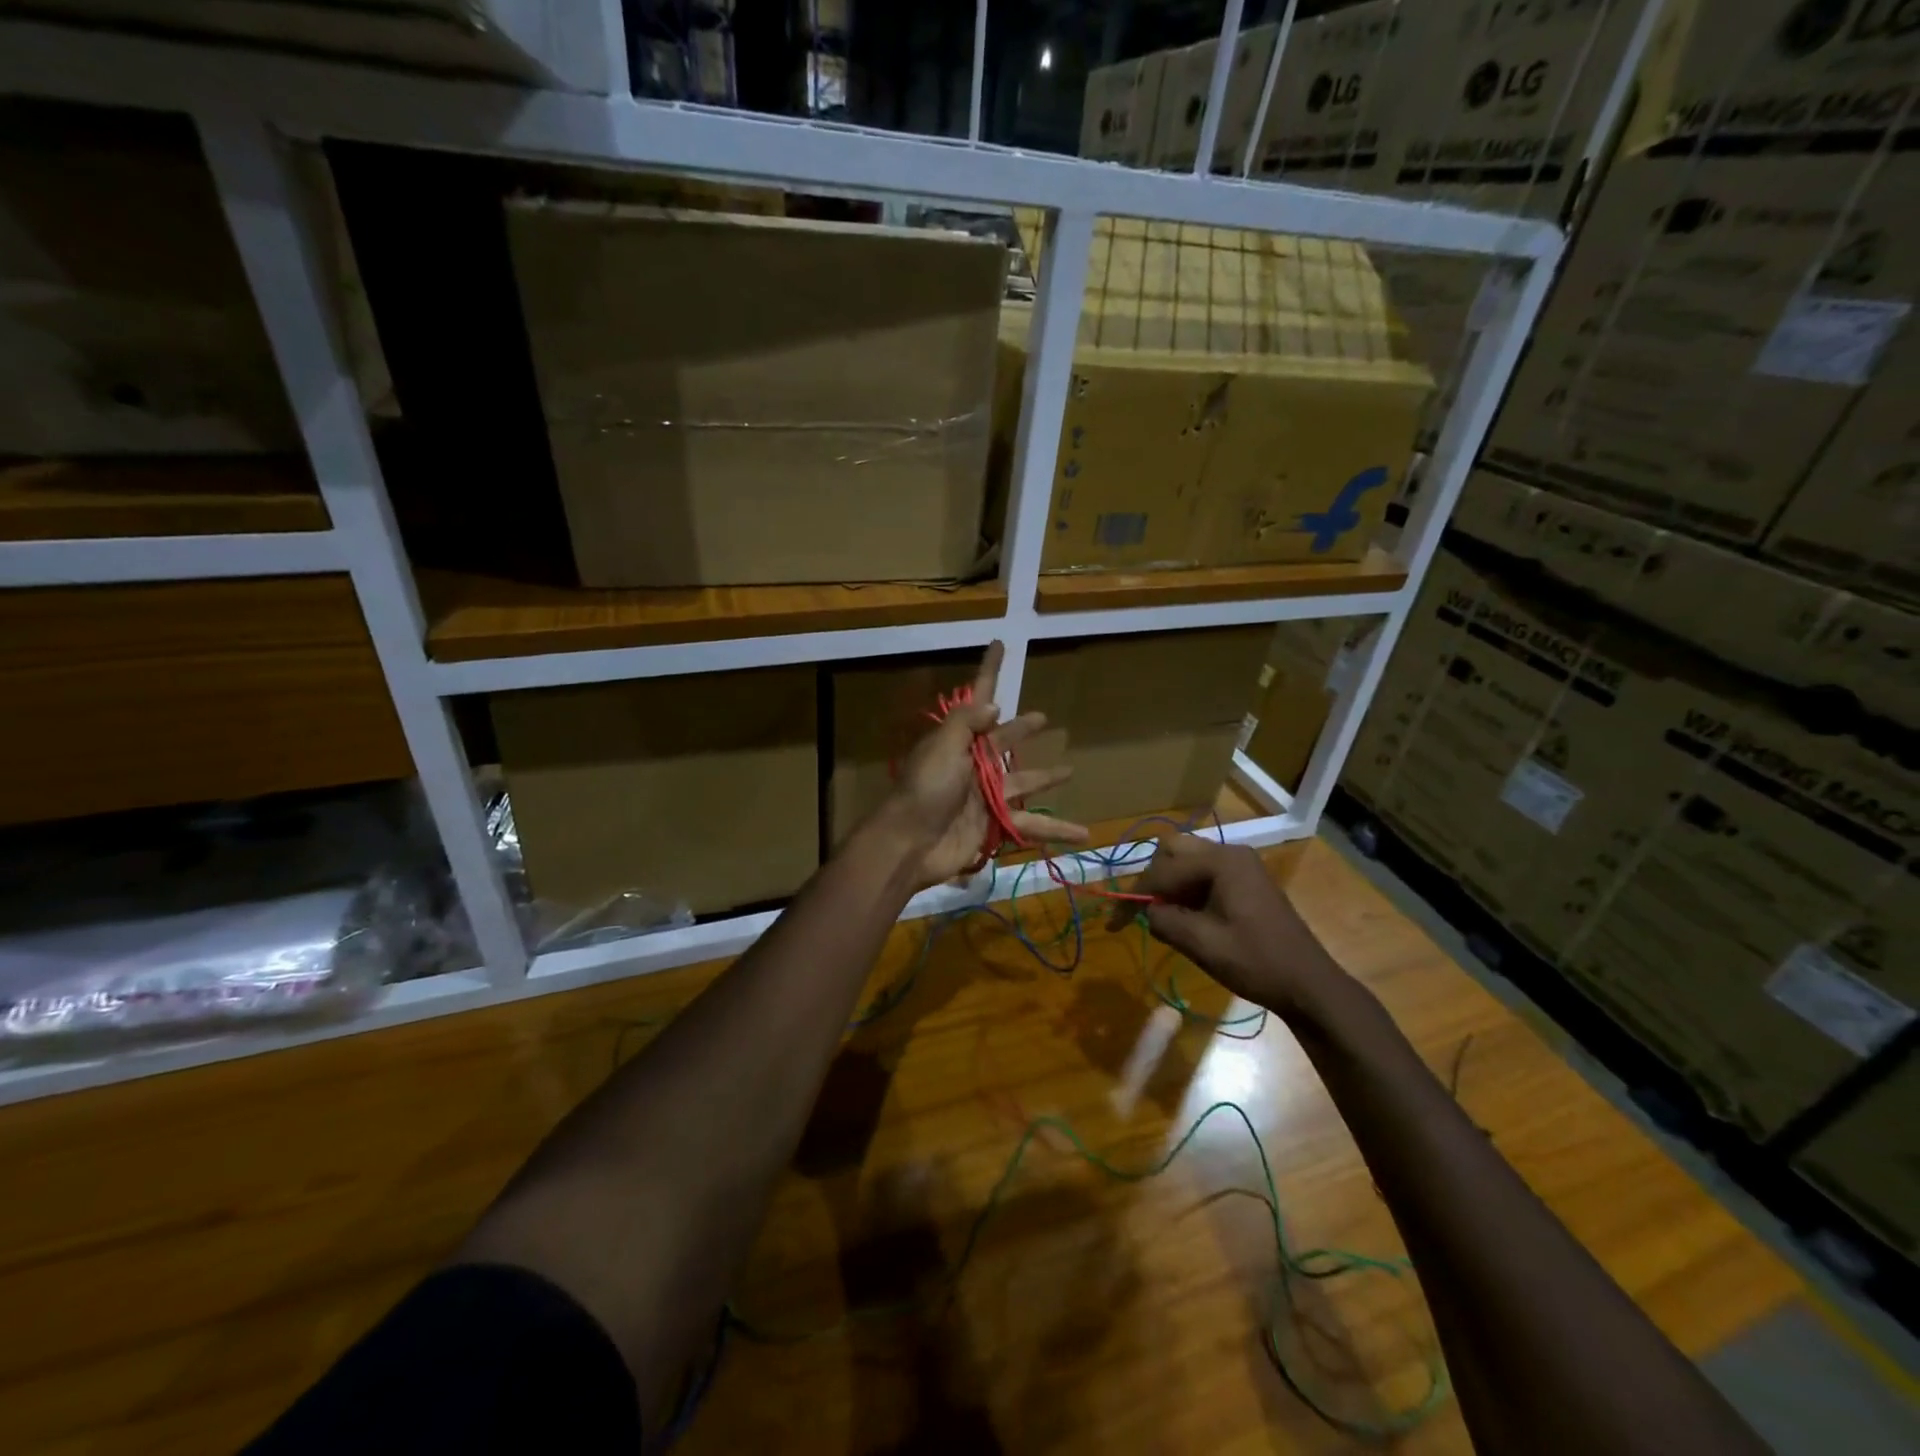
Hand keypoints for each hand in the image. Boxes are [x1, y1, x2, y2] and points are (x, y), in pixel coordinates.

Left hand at [880, 641, 1090, 889]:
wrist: (911, 844)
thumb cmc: (927, 789)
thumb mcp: (943, 746)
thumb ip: (967, 722)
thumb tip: (995, 706)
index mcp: (959, 739)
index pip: (979, 697)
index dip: (990, 670)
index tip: (999, 644)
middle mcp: (973, 763)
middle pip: (1004, 741)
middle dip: (1021, 729)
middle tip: (1043, 719)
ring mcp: (985, 795)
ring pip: (1023, 781)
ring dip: (1045, 778)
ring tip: (1069, 771)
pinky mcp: (995, 824)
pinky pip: (1031, 824)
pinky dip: (1055, 830)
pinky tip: (1082, 832)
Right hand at [1108, 834, 1351, 1019]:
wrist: (1309, 985)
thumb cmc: (1257, 963)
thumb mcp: (1202, 944)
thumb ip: (1164, 921)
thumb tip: (1147, 911)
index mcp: (1222, 862)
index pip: (1163, 869)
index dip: (1135, 895)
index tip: (1114, 923)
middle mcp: (1231, 853)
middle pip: (1173, 852)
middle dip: (1152, 881)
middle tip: (1141, 913)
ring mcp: (1241, 866)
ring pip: (1187, 862)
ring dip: (1169, 886)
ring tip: (1160, 918)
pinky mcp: (1246, 882)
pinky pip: (1204, 875)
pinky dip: (1186, 891)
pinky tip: (1183, 918)